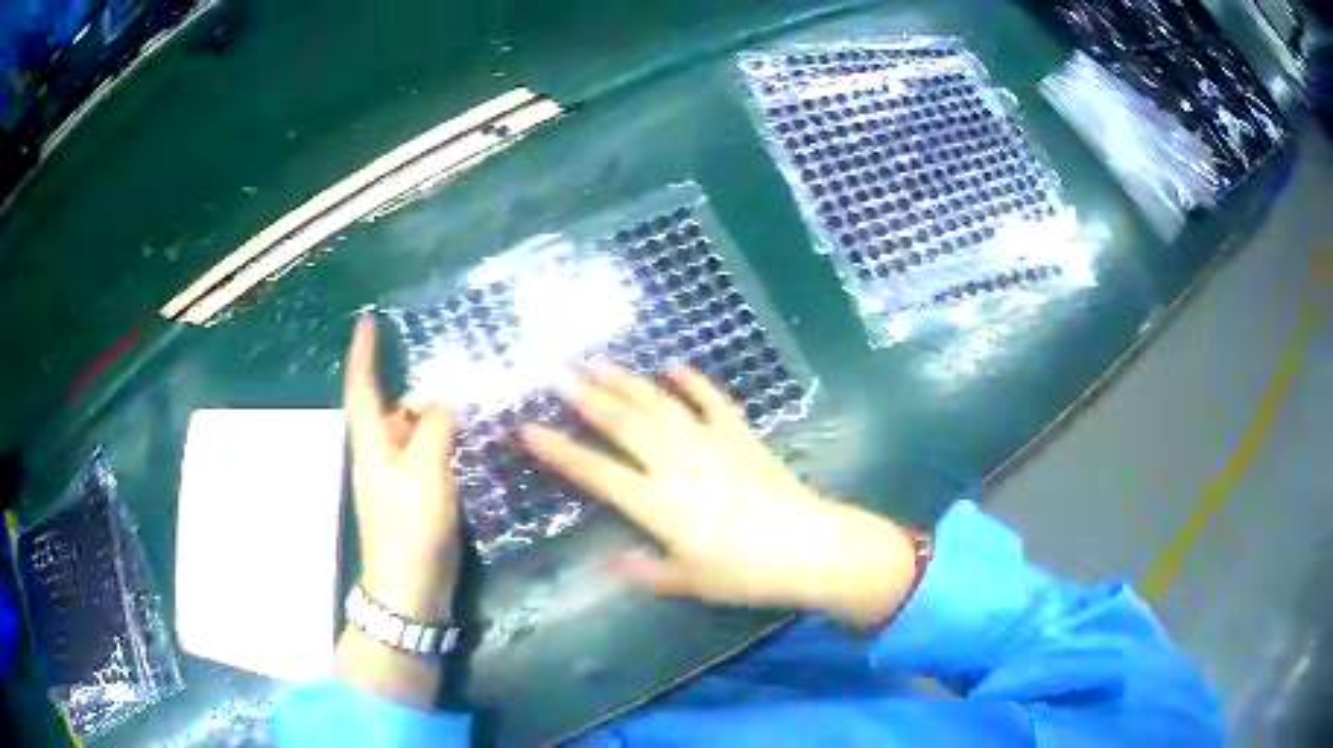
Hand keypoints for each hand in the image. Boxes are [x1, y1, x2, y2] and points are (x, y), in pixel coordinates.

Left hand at [343, 315, 460, 621]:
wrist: (410, 586)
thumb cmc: (409, 526)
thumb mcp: (424, 470)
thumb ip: (435, 429)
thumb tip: (444, 403)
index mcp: (371, 442)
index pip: (363, 387)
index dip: (364, 353)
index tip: (367, 320)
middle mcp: (380, 454)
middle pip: (395, 409)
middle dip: (417, 390)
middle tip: (454, 372)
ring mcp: (398, 477)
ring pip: (414, 433)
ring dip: (435, 416)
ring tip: (468, 401)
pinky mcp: (417, 496)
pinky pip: (428, 455)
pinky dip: (444, 442)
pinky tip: (468, 439)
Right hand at [520, 365, 919, 627]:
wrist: (812, 548)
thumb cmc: (749, 573)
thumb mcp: (692, 582)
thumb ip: (647, 572)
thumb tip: (607, 565)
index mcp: (660, 504)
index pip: (597, 472)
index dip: (560, 451)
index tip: (528, 429)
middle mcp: (678, 464)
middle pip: (624, 425)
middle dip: (587, 399)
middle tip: (558, 376)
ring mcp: (711, 444)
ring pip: (660, 405)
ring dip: (628, 382)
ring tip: (598, 363)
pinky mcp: (741, 436)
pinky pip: (712, 401)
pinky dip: (692, 382)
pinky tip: (674, 367)